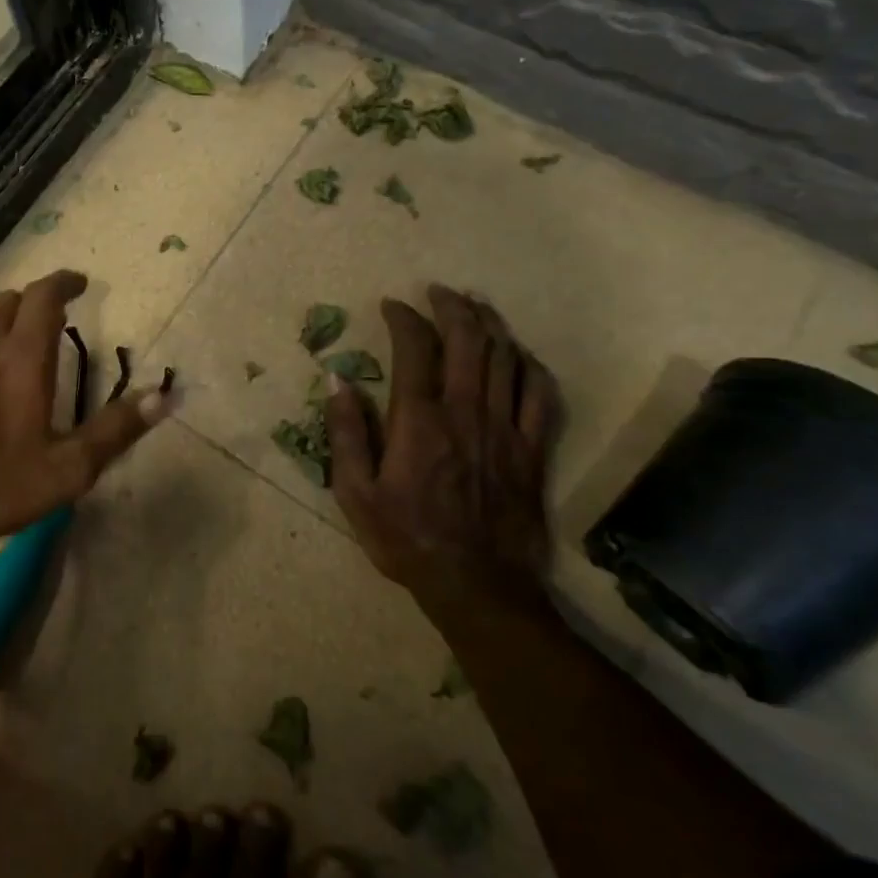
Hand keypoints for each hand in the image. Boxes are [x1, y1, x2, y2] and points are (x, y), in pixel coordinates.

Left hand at [0, 269, 168, 547]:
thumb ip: (115, 430)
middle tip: (53, 316)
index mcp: (22, 357)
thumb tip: (162, 397)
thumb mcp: (67, 468)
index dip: (64, 283)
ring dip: (4, 320)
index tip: (80, 283)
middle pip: (9, 301)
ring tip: (17, 342)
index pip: (44, 296)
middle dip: (35, 300)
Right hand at [325, 285, 561, 605]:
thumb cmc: (406, 538)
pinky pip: (540, 394)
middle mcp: (465, 412)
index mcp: (419, 420)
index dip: (404, 318)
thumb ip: (346, 433)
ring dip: (490, 325)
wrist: (477, 585)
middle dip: (453, 307)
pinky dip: (529, 365)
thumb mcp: (355, 493)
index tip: (392, 305)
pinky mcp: (532, 450)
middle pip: (467, 340)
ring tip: (475, 307)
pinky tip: (518, 354)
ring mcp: (505, 428)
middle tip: (438, 292)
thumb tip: (337, 380)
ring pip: (505, 358)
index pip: (414, 349)